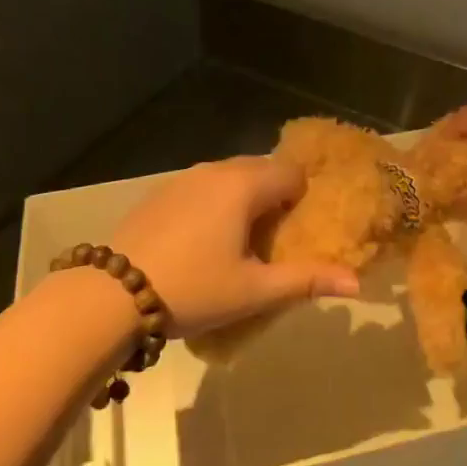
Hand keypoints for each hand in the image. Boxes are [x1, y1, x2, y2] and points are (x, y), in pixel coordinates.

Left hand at [107, 156, 359, 335]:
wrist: (109, 295)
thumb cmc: (192, 289)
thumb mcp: (253, 290)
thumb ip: (306, 280)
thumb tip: (357, 283)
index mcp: (244, 185)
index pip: (292, 173)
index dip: (303, 200)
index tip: (298, 233)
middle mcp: (215, 170)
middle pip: (261, 171)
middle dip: (274, 199)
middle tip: (272, 242)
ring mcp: (183, 178)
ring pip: (230, 178)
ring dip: (243, 201)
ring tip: (237, 244)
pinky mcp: (159, 192)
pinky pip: (202, 187)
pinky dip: (214, 204)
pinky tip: (200, 242)